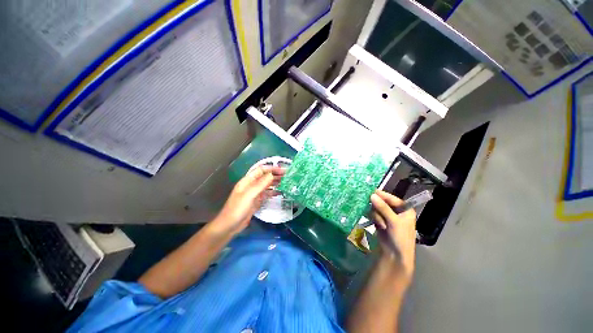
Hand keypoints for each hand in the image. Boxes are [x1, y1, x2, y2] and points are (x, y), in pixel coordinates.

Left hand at [211, 166, 284, 235]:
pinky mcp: (257, 201)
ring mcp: (254, 193)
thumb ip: (261, 184)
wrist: (230, 226)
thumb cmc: (237, 209)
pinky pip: (267, 194)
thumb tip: (272, 174)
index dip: (272, 168)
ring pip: (267, 185)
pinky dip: (273, 192)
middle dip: (275, 175)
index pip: (261, 170)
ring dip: (276, 183)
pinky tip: (280, 192)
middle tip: (288, 176)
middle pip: (265, 177)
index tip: (283, 170)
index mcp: (247, 181)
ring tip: (286, 182)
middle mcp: (251, 185)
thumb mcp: (249, 195)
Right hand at [370, 190, 416, 280]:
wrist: (396, 255)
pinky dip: (374, 218)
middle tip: (371, 207)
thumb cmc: (401, 238)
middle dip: (378, 207)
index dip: (383, 195)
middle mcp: (396, 211)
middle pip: (383, 203)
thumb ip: (383, 208)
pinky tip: (377, 225)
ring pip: (377, 208)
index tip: (371, 192)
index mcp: (405, 209)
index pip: (392, 198)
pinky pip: (374, 214)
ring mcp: (388, 216)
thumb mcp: (394, 222)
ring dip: (377, 215)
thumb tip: (372, 195)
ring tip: (381, 224)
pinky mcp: (381, 221)